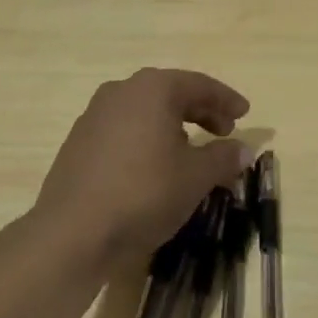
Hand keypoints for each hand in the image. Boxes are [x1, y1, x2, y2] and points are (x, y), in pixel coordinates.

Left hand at [34, 68, 250, 272]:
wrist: (72, 232)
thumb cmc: (143, 194)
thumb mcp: (195, 178)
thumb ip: (223, 158)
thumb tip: (244, 148)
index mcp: (152, 89)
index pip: (199, 85)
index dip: (226, 100)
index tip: (245, 114)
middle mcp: (122, 91)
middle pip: (170, 93)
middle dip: (201, 111)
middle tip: (224, 131)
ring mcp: (95, 115)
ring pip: (145, 111)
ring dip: (173, 125)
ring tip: (191, 150)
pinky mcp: (79, 141)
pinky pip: (124, 129)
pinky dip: (147, 138)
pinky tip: (154, 165)